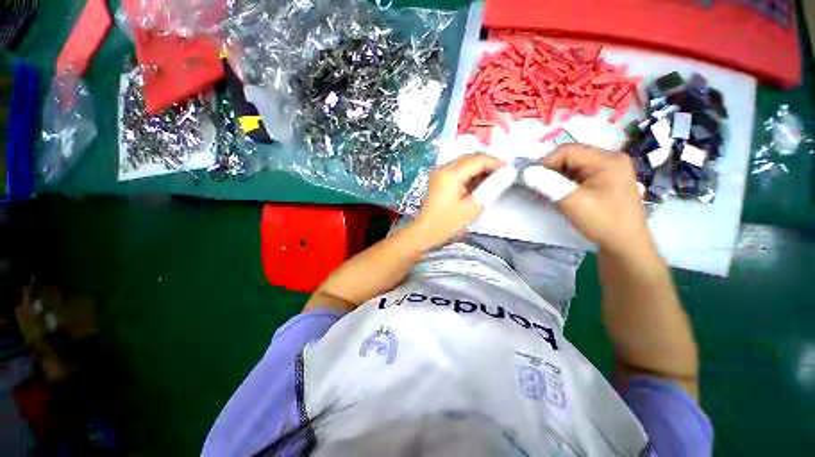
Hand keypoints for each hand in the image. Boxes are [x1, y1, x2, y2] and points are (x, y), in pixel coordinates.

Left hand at [410, 153, 504, 246]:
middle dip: (488, 163)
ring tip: (492, 178)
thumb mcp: (472, 207)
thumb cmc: (447, 223)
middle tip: (502, 173)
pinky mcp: (438, 178)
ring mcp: (439, 172)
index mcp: (450, 174)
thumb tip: (506, 175)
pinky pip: (457, 168)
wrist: (425, 231)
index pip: (477, 159)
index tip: (509, 169)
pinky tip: (478, 182)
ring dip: (479, 167)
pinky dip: (470, 172)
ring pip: (464, 162)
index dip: (495, 162)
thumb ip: (490, 188)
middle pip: (470, 157)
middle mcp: (443, 168)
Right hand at [542, 144, 651, 255]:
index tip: (531, 177)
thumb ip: (549, 184)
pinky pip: (579, 173)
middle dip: (551, 169)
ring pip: (573, 165)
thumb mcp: (573, 202)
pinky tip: (558, 192)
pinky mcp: (606, 178)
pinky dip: (565, 181)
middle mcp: (610, 158)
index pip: (568, 151)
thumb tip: (527, 173)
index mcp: (607, 160)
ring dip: (557, 176)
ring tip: (546, 191)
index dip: (546, 162)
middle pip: (571, 156)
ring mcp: (609, 168)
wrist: (625, 243)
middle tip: (537, 185)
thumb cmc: (603, 221)